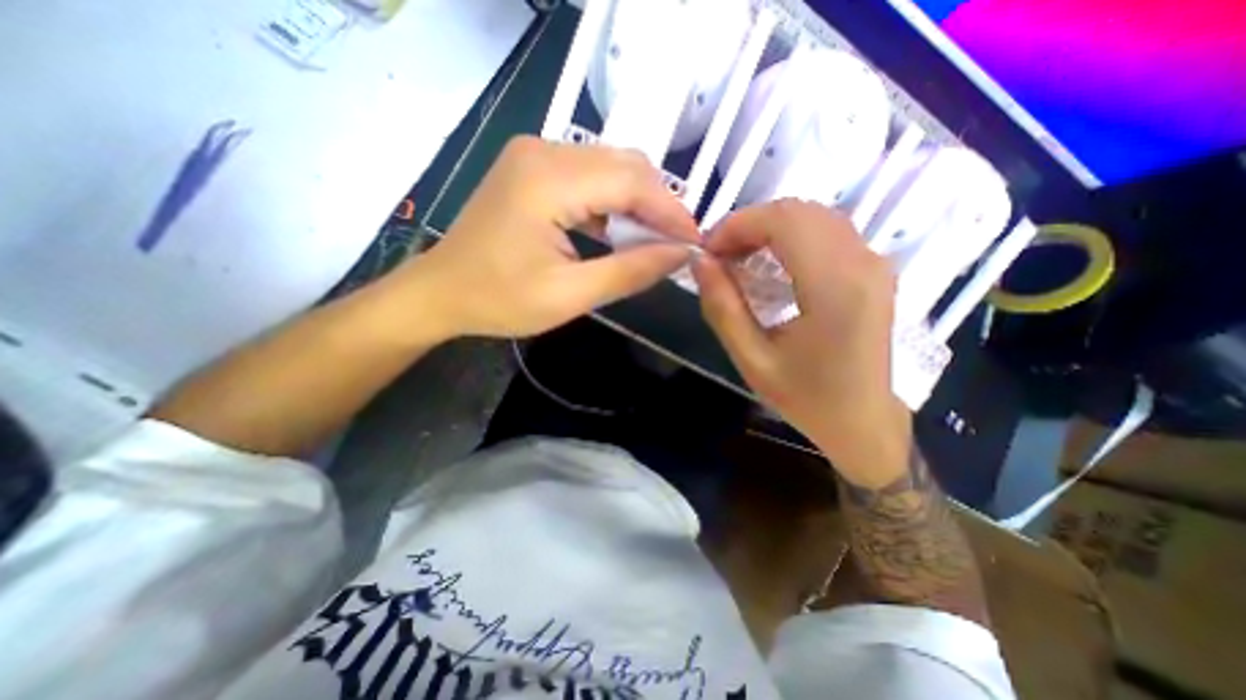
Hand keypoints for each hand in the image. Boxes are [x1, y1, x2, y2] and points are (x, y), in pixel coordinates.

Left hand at [397, 134, 697, 338]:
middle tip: (677, 244)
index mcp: (548, 179)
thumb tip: (680, 255)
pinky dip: (613, 202)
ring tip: (654, 242)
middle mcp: (544, 150)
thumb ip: (630, 271)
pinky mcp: (533, 167)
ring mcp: (535, 154)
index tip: (695, 242)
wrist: (441, 292)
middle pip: (625, 165)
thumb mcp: (571, 295)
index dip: (671, 212)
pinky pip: (590, 175)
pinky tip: (620, 232)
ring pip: (611, 167)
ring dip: (638, 203)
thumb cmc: (499, 300)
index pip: (632, 182)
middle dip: (659, 205)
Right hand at [691, 198, 907, 481]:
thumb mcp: (752, 360)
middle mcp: (863, 264)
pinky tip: (769, 263)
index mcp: (835, 289)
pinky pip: (827, 231)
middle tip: (719, 256)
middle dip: (750, 224)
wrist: (865, 423)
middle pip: (799, 210)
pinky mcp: (873, 269)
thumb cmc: (807, 399)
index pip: (785, 221)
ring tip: (738, 258)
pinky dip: (790, 236)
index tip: (708, 251)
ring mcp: (875, 263)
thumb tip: (700, 262)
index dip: (738, 225)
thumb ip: (722, 307)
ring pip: (814, 215)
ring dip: (769, 228)